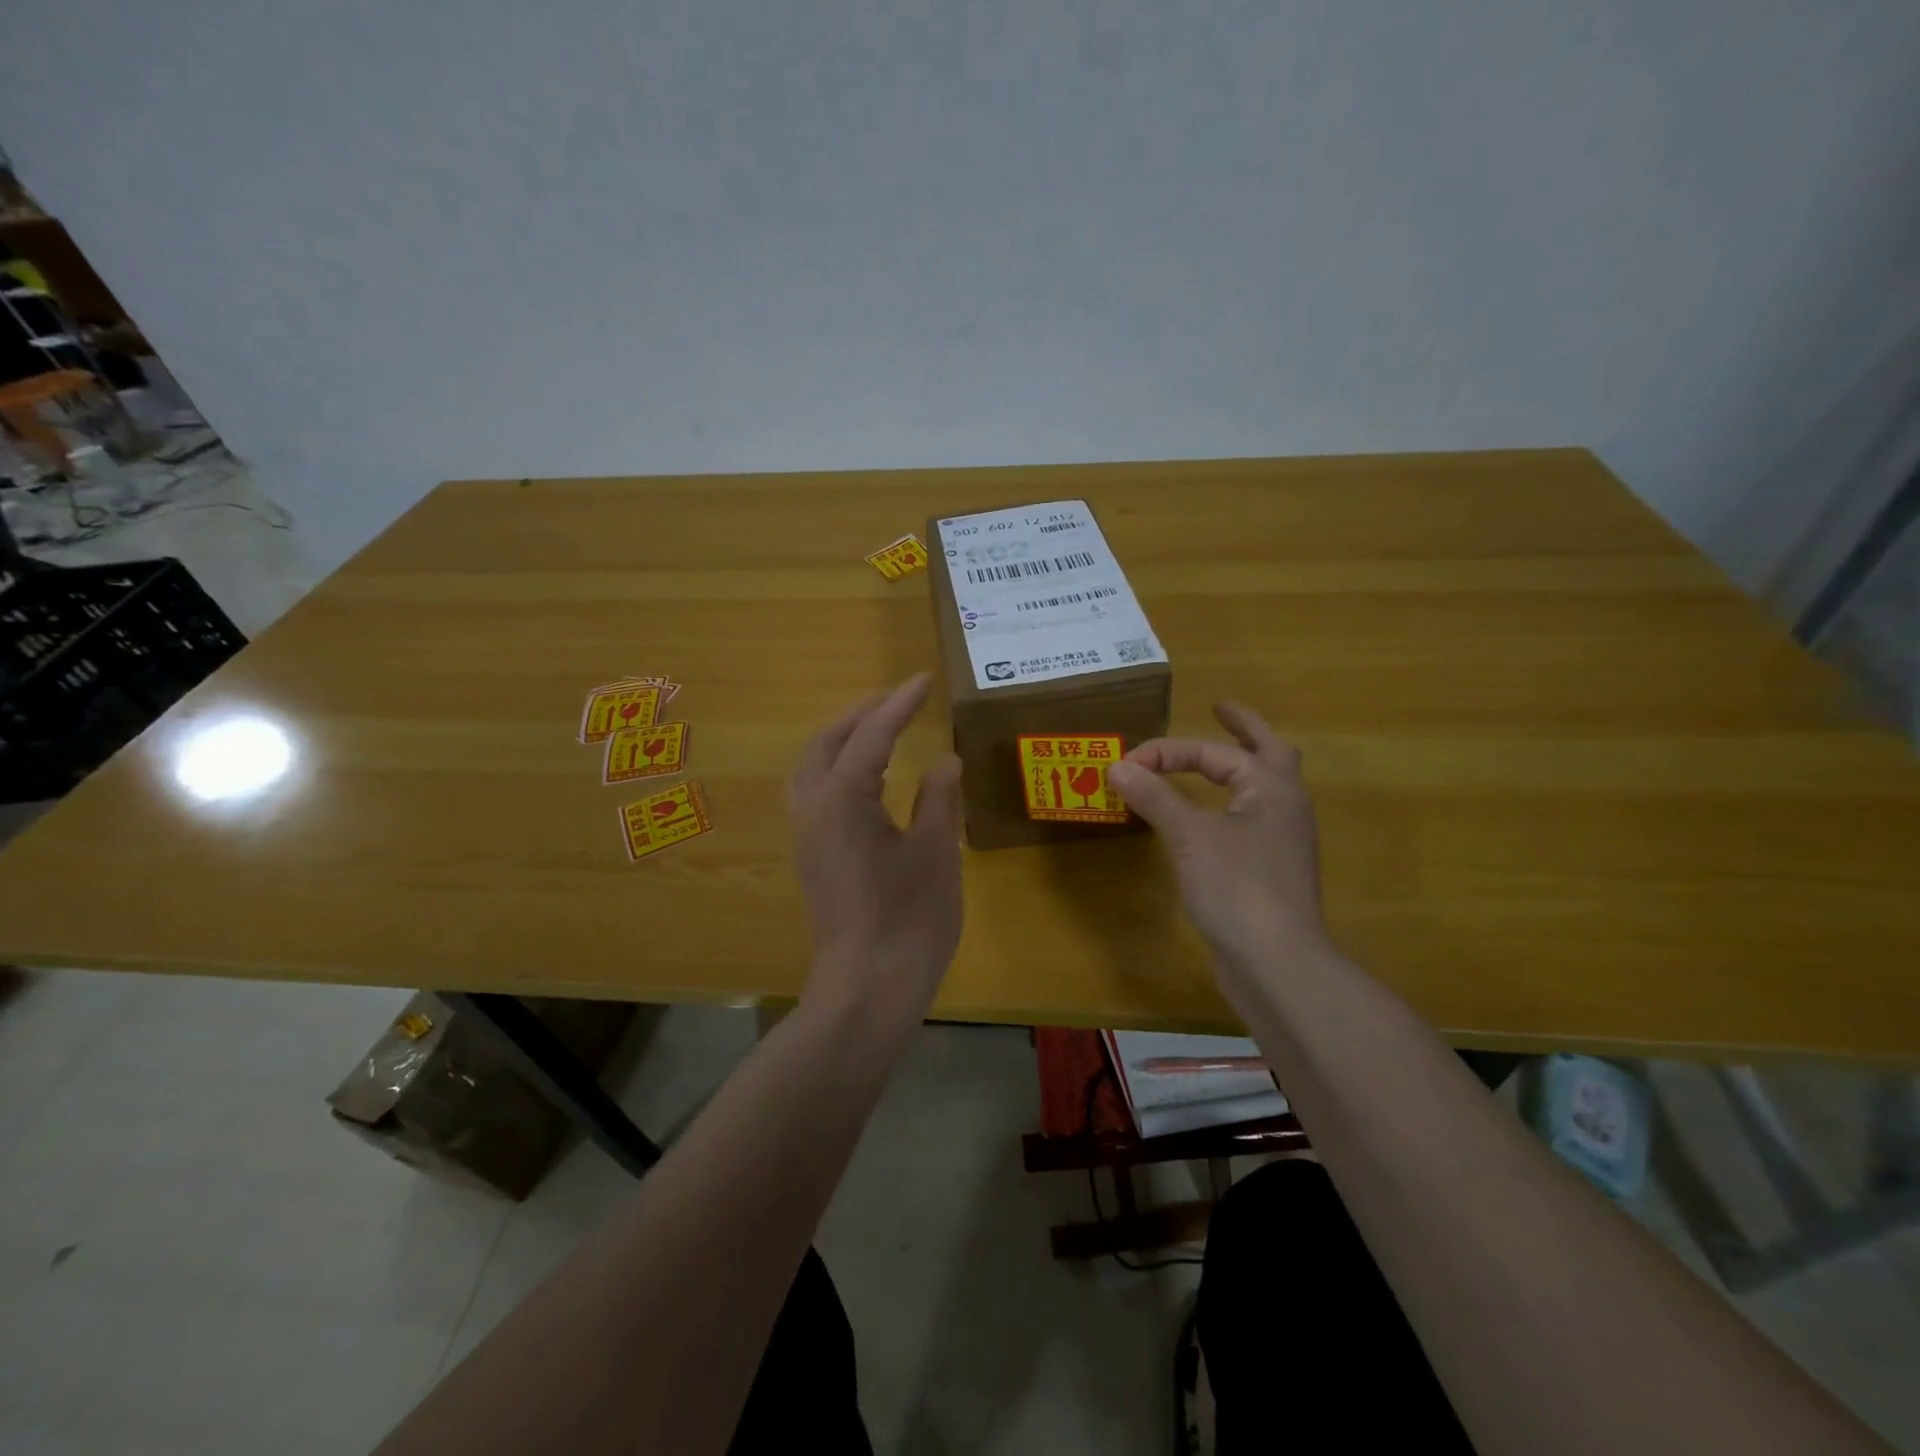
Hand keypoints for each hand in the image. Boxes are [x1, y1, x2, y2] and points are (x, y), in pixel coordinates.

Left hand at [788, 674, 963, 1032]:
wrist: (867, 989)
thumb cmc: (909, 918)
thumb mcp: (935, 851)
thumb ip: (937, 798)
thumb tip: (944, 761)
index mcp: (842, 798)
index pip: (872, 734)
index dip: (900, 704)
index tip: (923, 680)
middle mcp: (812, 808)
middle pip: (828, 742)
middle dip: (862, 714)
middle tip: (898, 699)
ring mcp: (805, 835)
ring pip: (812, 767)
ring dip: (842, 739)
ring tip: (878, 729)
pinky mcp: (810, 858)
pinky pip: (814, 792)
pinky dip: (836, 768)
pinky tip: (866, 779)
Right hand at [1108, 702, 1338, 992]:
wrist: (1276, 964)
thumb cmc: (1237, 888)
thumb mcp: (1189, 836)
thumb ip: (1154, 797)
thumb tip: (1117, 766)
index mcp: (1271, 788)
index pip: (1213, 753)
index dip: (1167, 752)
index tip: (1126, 765)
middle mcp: (1284, 806)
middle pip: (1268, 752)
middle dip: (1243, 728)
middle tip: (1220, 709)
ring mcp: (1281, 840)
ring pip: (1263, 787)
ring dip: (1241, 765)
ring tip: (1218, 756)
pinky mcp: (1270, 870)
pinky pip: (1251, 818)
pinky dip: (1230, 802)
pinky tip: (1209, 814)